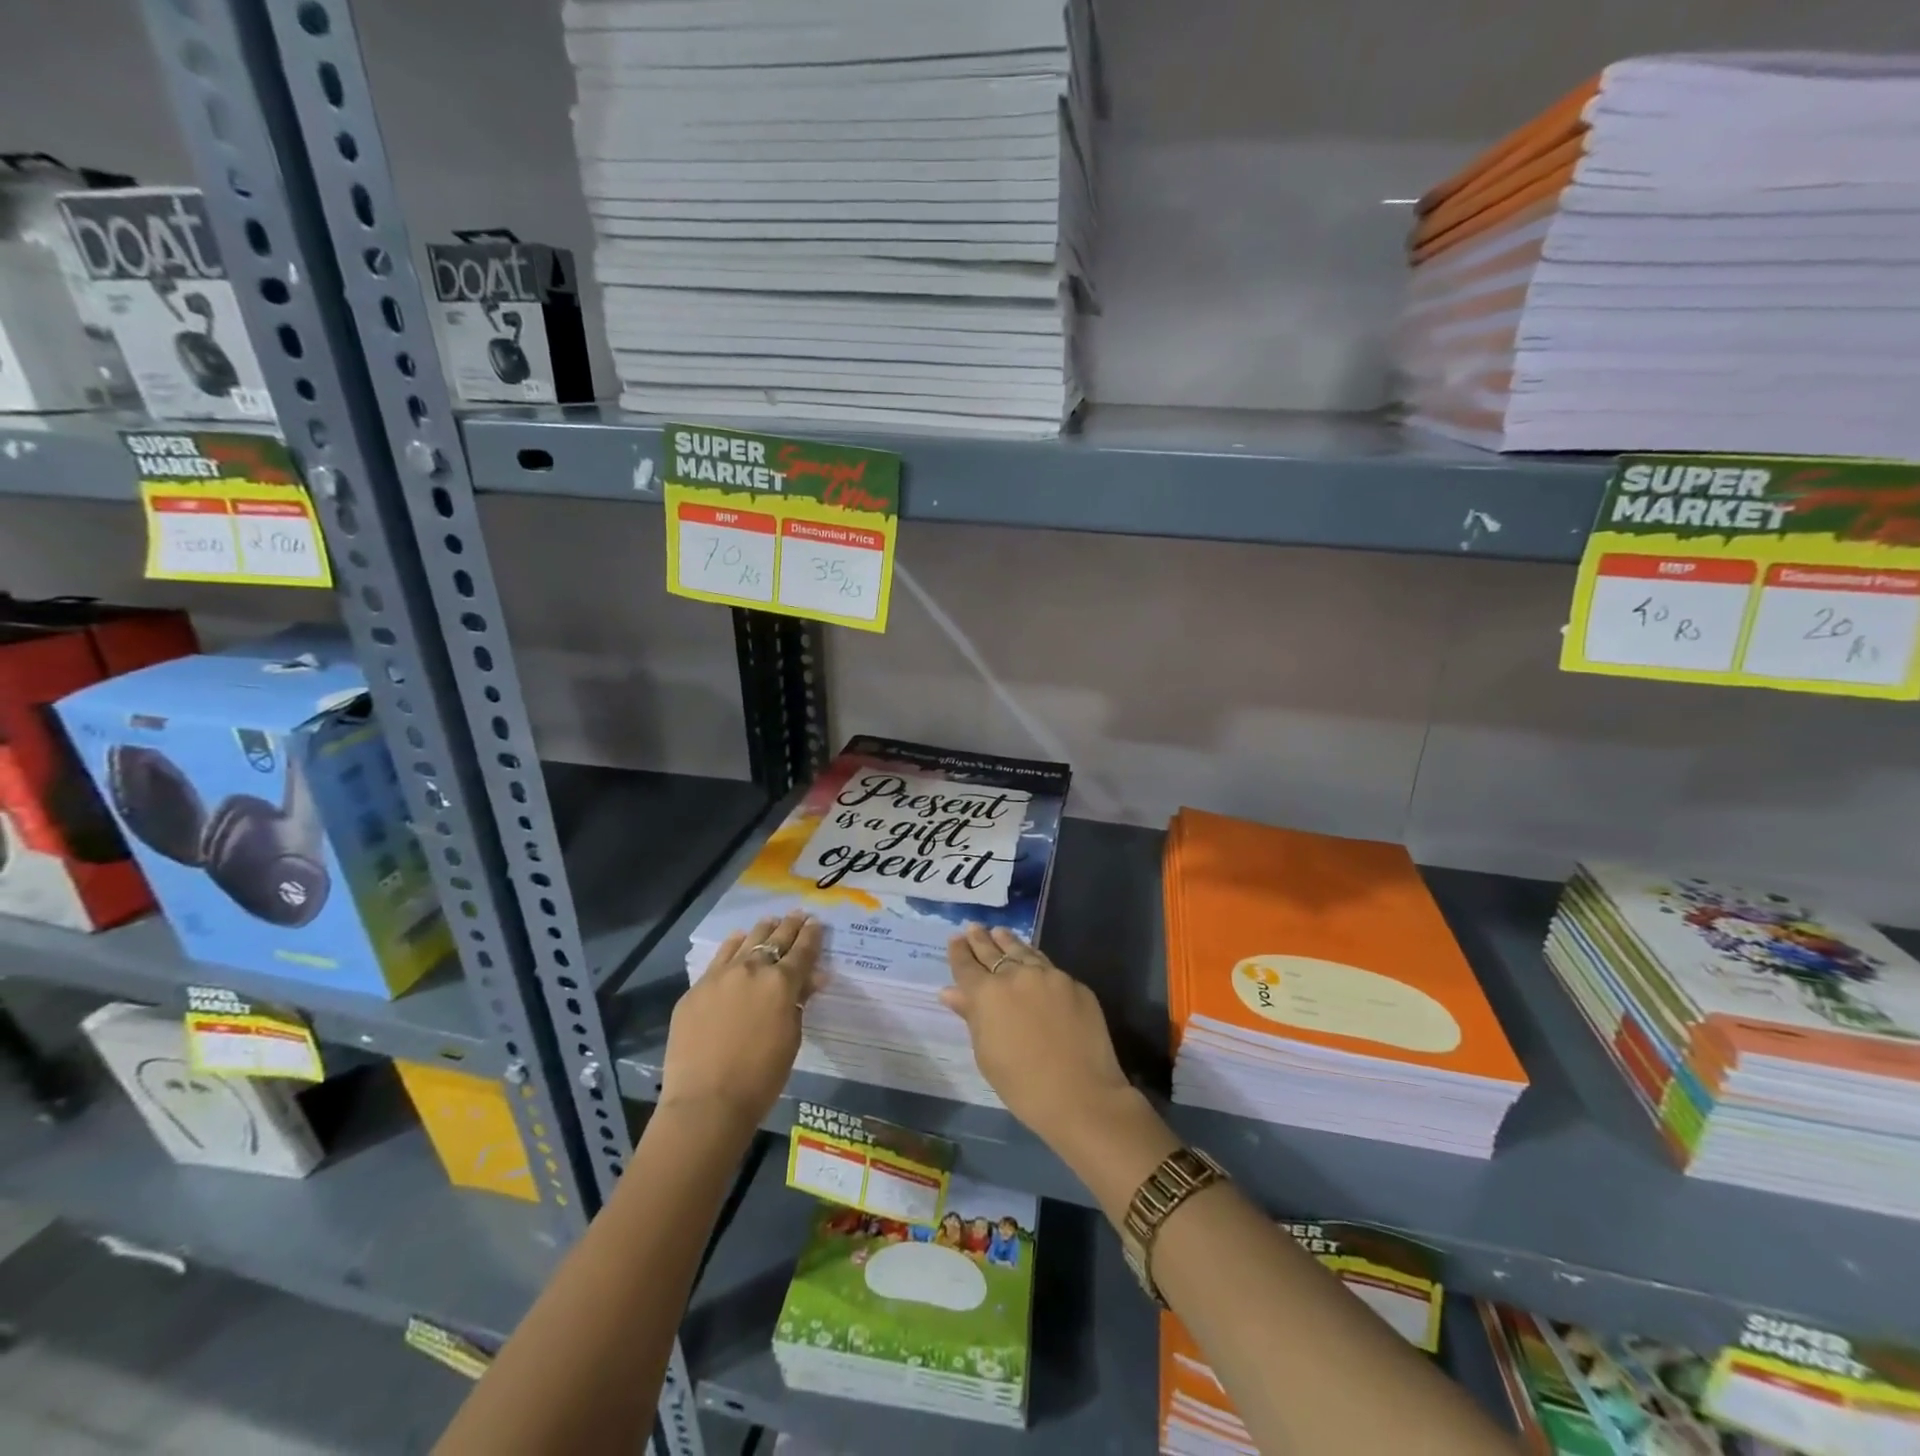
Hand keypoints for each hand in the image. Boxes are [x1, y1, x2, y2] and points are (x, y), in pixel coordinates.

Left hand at [660, 911, 824, 1133]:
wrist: (707, 1102)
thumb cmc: (761, 1077)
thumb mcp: (791, 1038)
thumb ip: (799, 1002)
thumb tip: (812, 979)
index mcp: (782, 982)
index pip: (803, 950)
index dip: (813, 935)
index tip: (817, 923)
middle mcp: (753, 969)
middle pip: (776, 939)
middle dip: (790, 926)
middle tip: (799, 915)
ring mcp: (721, 976)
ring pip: (747, 941)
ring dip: (763, 929)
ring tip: (770, 921)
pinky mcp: (697, 988)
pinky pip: (720, 957)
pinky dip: (734, 946)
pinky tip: (738, 940)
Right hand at [941, 925, 1135, 1150]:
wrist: (1081, 1095)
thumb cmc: (1023, 1085)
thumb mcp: (986, 1054)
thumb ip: (971, 1016)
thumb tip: (951, 992)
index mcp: (987, 994)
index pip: (967, 966)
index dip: (959, 952)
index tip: (955, 939)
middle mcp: (1016, 975)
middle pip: (993, 951)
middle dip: (981, 940)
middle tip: (973, 927)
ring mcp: (1049, 976)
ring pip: (1023, 951)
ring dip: (1008, 942)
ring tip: (999, 933)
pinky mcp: (1074, 984)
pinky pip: (1048, 967)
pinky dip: (1034, 960)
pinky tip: (1032, 960)